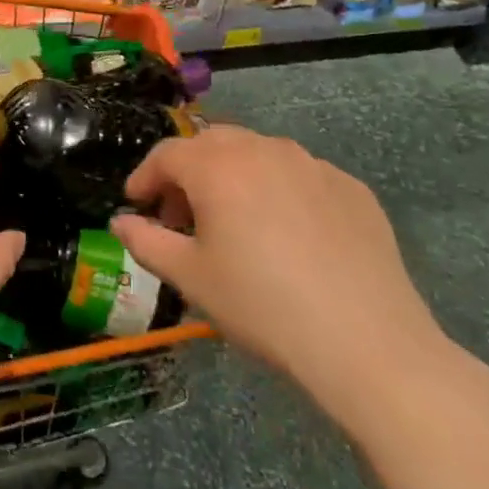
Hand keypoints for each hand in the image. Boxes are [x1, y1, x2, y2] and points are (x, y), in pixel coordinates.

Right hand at [111, 125, 459, 435]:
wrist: (368, 344)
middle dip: (187, 172)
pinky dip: (279, 191)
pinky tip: (288, 235)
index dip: (144, 177)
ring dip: (233, 176)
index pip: (166, 154)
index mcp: (218, 166)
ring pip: (257, 154)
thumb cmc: (263, 306)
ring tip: (235, 222)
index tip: (136, 204)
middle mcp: (263, 149)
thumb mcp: (191, 278)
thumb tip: (119, 222)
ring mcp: (313, 164)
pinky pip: (300, 175)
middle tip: (182, 216)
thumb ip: (146, 242)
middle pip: (211, 144)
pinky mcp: (351, 187)